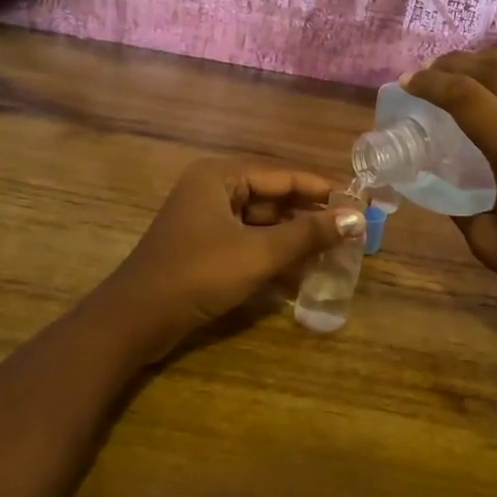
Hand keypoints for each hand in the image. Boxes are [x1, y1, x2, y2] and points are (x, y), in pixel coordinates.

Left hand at [101, 159, 365, 359]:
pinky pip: (247, 243)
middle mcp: (212, 190)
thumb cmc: (198, 274)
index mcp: (220, 176)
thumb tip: (357, 219)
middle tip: (351, 231)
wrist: (136, 320)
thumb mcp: (258, 253)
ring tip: (334, 253)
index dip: (322, 190)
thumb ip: (308, 234)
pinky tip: (302, 272)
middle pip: (273, 198)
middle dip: (309, 217)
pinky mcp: (203, 249)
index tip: (360, 202)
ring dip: (294, 239)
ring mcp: (205, 221)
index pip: (283, 176)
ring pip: (261, 224)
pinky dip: (272, 255)